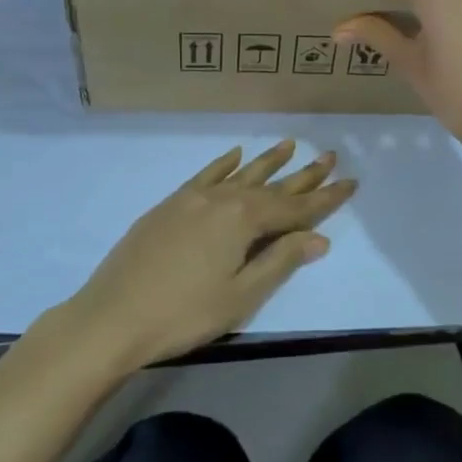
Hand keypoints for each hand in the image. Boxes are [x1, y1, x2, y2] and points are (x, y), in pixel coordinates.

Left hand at [57, 141, 354, 371]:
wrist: (112, 316)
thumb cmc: (183, 313)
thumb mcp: (241, 296)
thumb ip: (280, 261)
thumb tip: (319, 238)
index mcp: (243, 219)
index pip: (295, 207)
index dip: (325, 198)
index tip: (350, 182)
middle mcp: (223, 198)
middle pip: (272, 185)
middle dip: (303, 175)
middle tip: (329, 156)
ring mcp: (194, 197)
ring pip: (241, 174)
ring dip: (268, 161)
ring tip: (290, 145)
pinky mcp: (171, 204)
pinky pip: (207, 174)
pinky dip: (225, 163)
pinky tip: (236, 154)